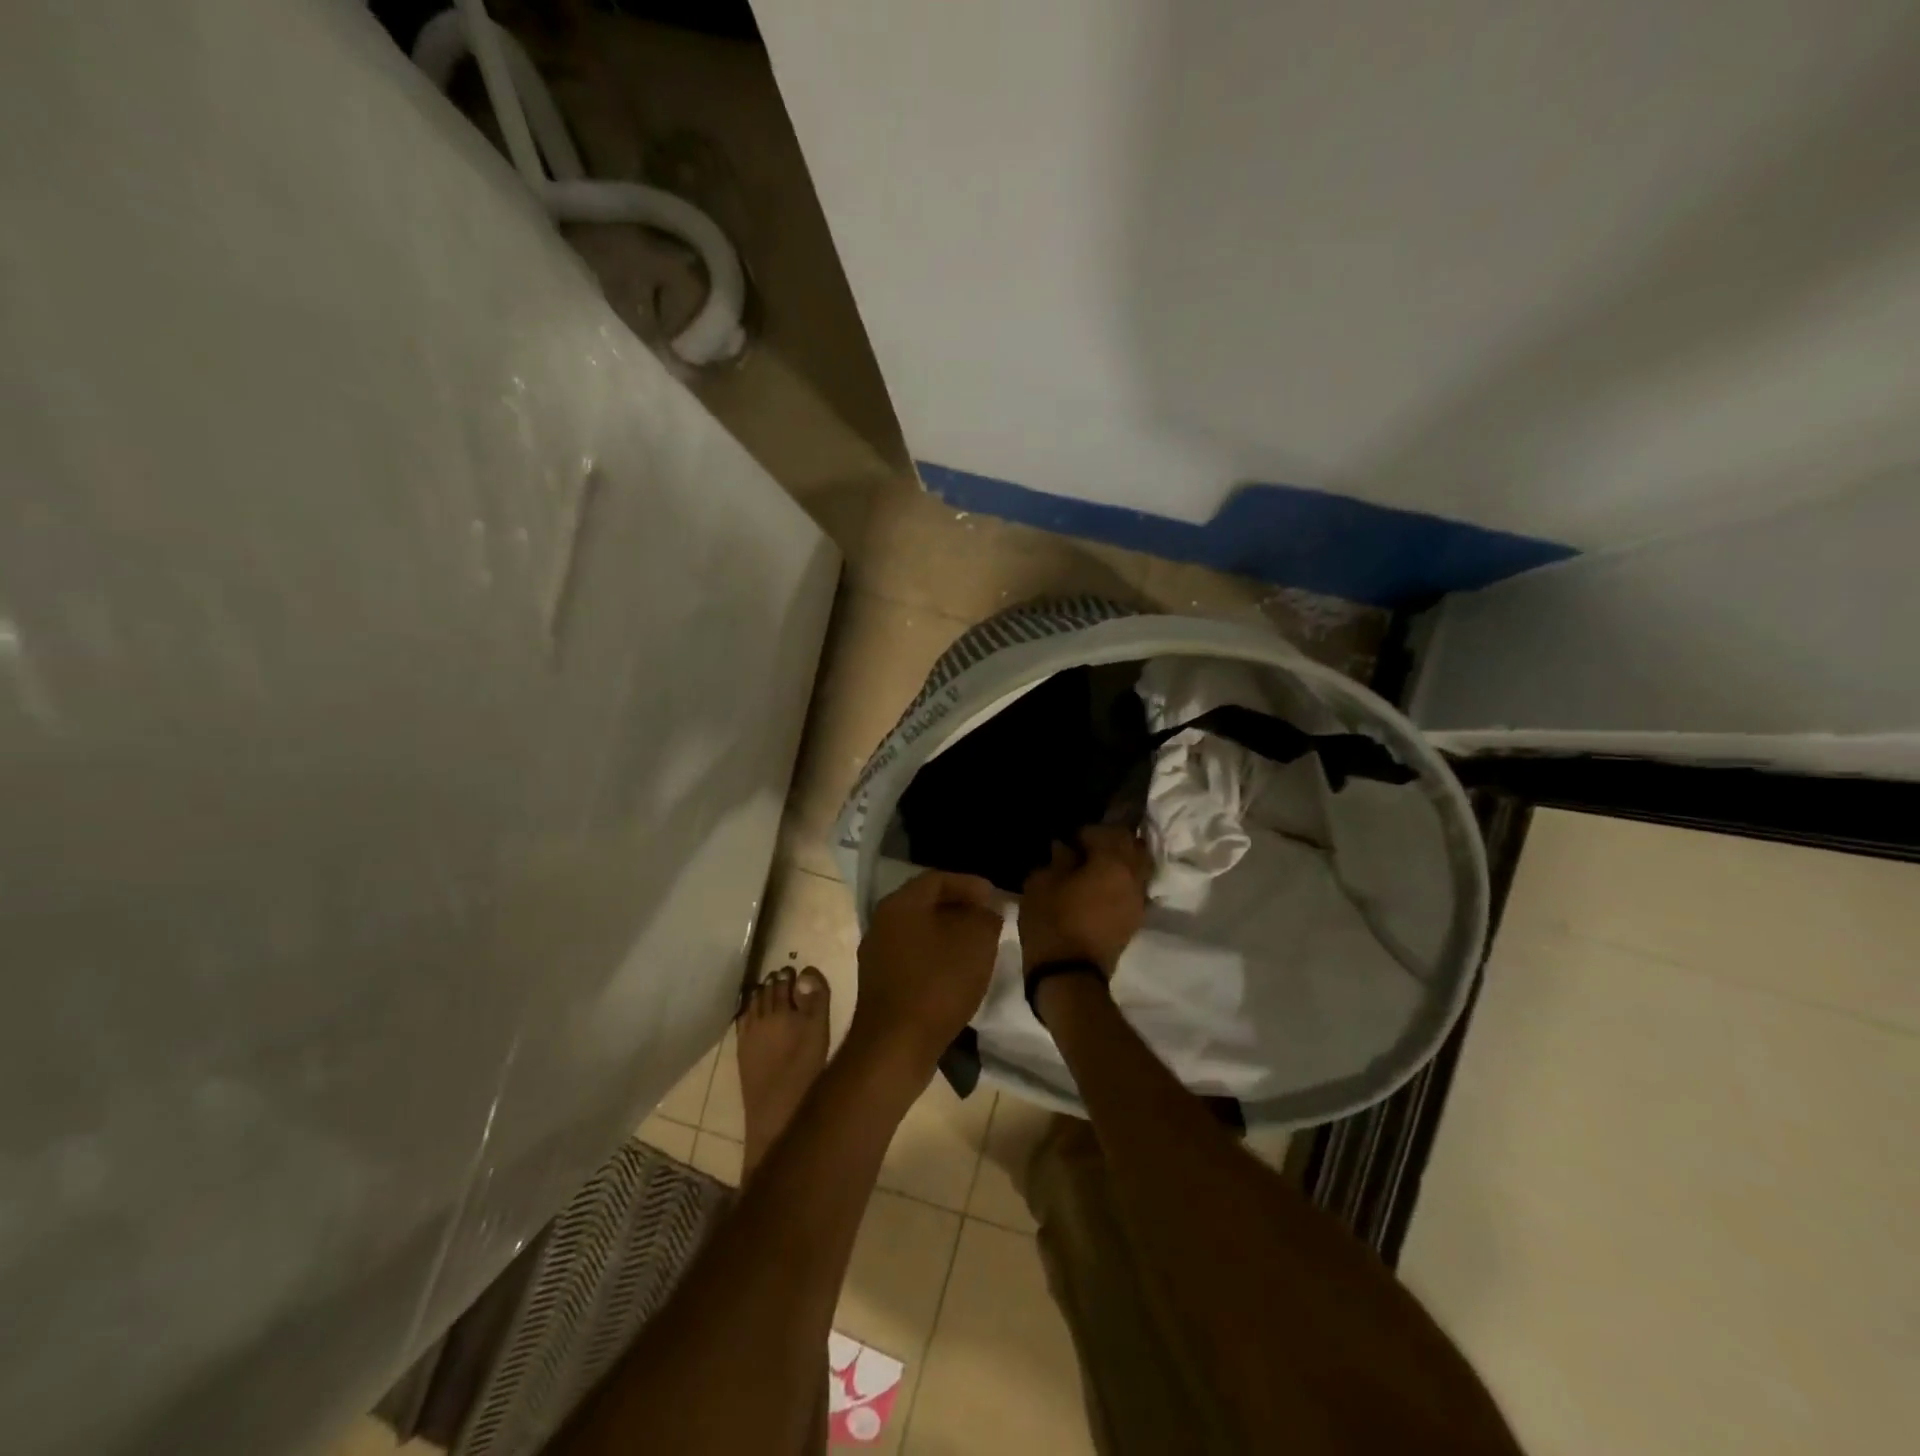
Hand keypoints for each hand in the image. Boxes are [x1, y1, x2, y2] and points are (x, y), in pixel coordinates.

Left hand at [847, 870, 1003, 1078]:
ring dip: (949, 934)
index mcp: (900, 904)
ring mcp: (876, 955)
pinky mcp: (879, 985)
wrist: (896, 1047)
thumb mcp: (976, 941)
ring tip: (978, 946)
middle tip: (989, 919)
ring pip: (919, 932)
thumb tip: (986, 910)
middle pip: (926, 904)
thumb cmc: (938, 984)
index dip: (970, 884)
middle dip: (960, 908)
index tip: (996, 897)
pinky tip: (957, 973)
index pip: (937, 878)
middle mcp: (881, 923)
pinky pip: (913, 958)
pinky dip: (937, 958)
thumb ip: (986, 916)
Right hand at [1018, 826, 1149, 976]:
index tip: (1068, 839)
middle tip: (1086, 846)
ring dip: (1122, 859)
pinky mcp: (1136, 919)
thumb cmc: (1052, 923)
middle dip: (1112, 840)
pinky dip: (1123, 879)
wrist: (1069, 976)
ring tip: (1096, 865)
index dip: (1085, 831)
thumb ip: (1057, 859)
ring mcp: (1139, 900)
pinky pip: (1136, 887)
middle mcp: (1134, 877)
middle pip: (1133, 845)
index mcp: (1112, 863)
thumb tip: (1065, 848)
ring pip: (1140, 865)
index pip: (1106, 831)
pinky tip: (1102, 885)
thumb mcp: (1041, 883)